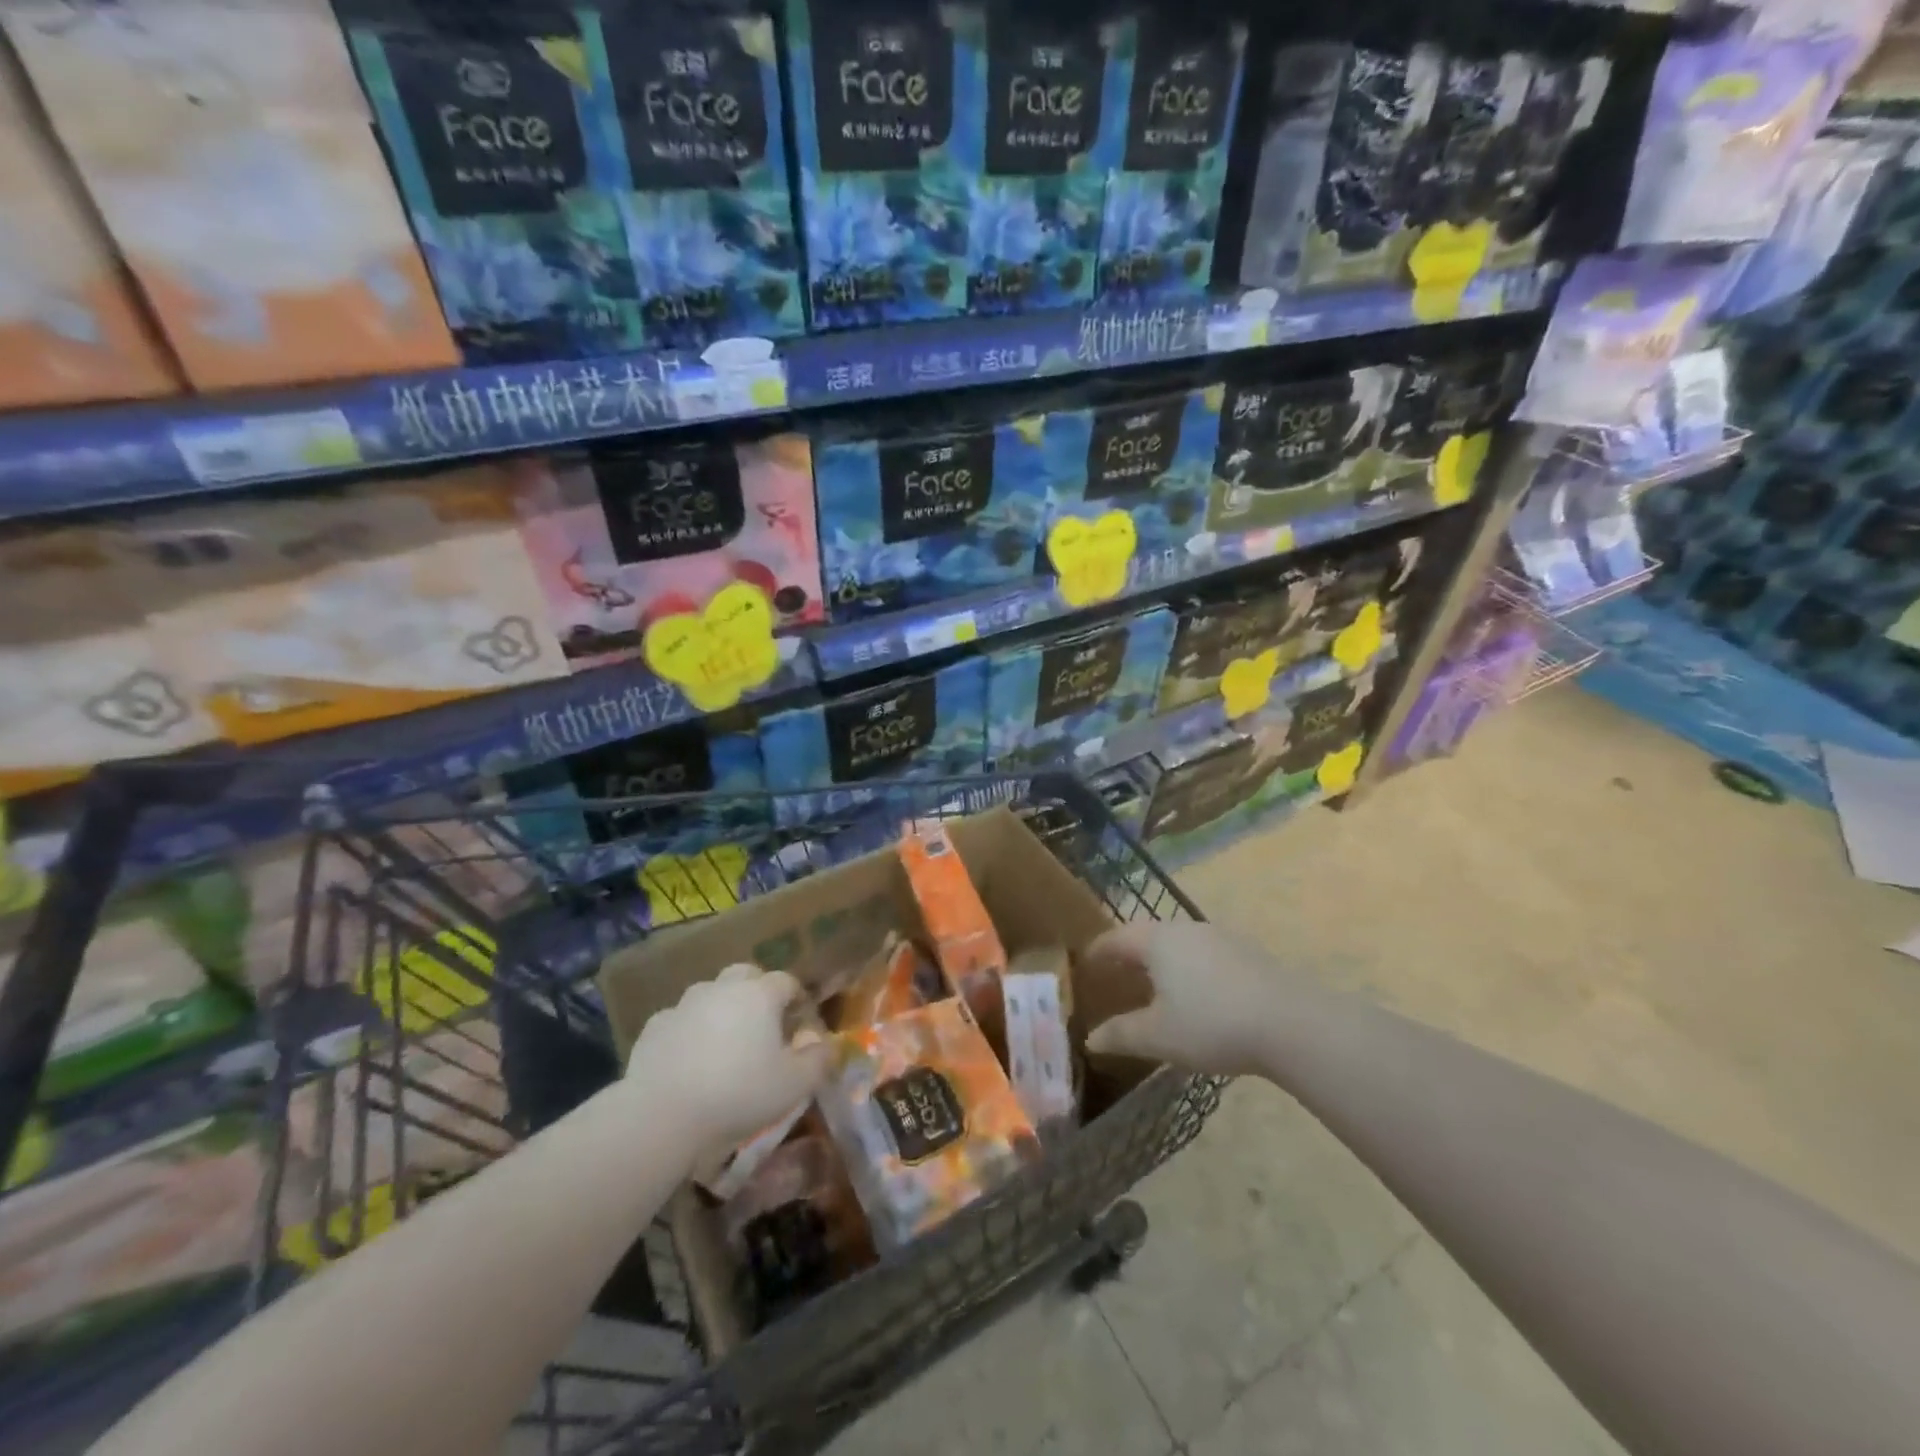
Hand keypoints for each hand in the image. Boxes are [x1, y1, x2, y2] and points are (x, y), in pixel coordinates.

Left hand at [624, 965, 829, 1151]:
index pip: (787, 982)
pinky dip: (690, 1031)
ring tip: (725, 1044)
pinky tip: (690, 1059)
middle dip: (758, 992)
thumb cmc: (738, 1094)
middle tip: (763, 1026)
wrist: (662, 1114)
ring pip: (711, 994)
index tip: (800, 1026)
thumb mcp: (794, 1085)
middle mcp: (723, 988)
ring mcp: (685, 1004)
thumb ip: (819, 1061)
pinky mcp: (655, 1026)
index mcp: (760, 994)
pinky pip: (681, 1020)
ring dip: (722, 1009)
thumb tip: (829, 1045)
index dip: (798, 1001)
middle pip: (746, 975)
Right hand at [1083, 922, 1289, 1077]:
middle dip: (1128, 955)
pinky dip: (1187, 969)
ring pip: (1177, 944)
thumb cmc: (1211, 1024)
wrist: (1290, 1024)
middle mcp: (1185, 929)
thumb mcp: (1158, 1036)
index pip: (1116, 938)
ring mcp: (1219, 938)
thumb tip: (1090, 1039)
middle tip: (1115, 977)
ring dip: (1160, 962)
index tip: (1085, 965)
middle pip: (1147, 936)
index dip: (1097, 952)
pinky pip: (1203, 954)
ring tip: (1154, 988)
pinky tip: (1196, 996)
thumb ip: (1121, 1035)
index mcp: (1157, 941)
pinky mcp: (1246, 953)